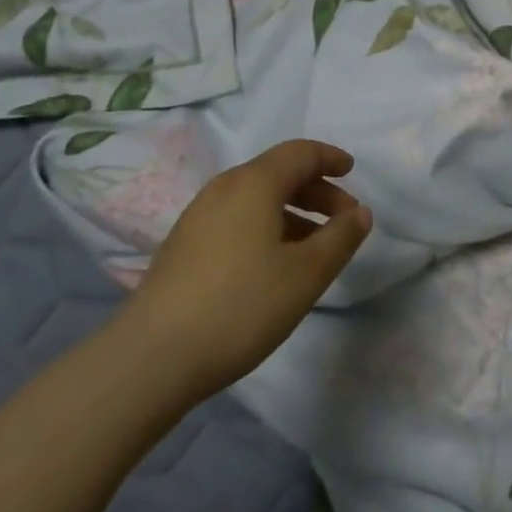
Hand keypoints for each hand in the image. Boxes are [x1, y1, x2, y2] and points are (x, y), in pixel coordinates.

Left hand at [123, 139, 371, 403]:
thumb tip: (360, 213)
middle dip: (316, 190)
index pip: (301, 153)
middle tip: (343, 219)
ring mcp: (198, 215)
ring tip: (313, 247)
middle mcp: (224, 187)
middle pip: (279, 173)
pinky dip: (266, 226)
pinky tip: (273, 264)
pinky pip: (237, 218)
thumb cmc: (240, 306)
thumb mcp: (305, 275)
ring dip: (292, 212)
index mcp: (255, 182)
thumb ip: (340, 239)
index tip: (353, 172)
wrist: (151, 358)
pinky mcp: (183, 245)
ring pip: (257, 198)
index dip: (330, 158)